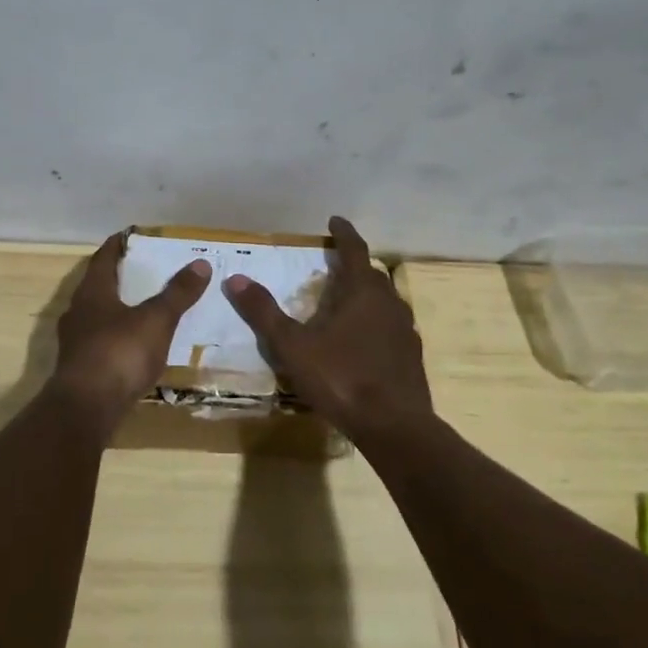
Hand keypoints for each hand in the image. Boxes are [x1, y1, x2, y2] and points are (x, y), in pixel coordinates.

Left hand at [52, 231, 211, 437]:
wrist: (85, 410)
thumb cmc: (120, 353)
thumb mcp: (156, 320)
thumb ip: (178, 293)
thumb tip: (201, 263)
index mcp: (92, 291)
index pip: (103, 257)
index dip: (118, 245)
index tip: (132, 236)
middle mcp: (78, 311)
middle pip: (98, 285)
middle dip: (120, 277)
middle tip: (145, 271)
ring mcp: (75, 342)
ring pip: (97, 315)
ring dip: (117, 309)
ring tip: (144, 307)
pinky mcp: (80, 369)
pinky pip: (100, 342)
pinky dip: (117, 337)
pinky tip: (134, 346)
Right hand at [222, 216, 431, 441]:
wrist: (395, 427)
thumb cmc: (341, 378)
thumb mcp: (293, 346)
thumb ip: (264, 312)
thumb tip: (235, 278)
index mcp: (362, 292)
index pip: (355, 250)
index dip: (344, 233)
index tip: (335, 221)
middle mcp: (389, 303)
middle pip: (372, 274)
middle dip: (354, 265)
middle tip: (334, 265)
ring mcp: (405, 331)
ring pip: (385, 301)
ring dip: (367, 295)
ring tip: (346, 303)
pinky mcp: (411, 357)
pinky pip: (392, 327)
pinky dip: (376, 323)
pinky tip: (363, 341)